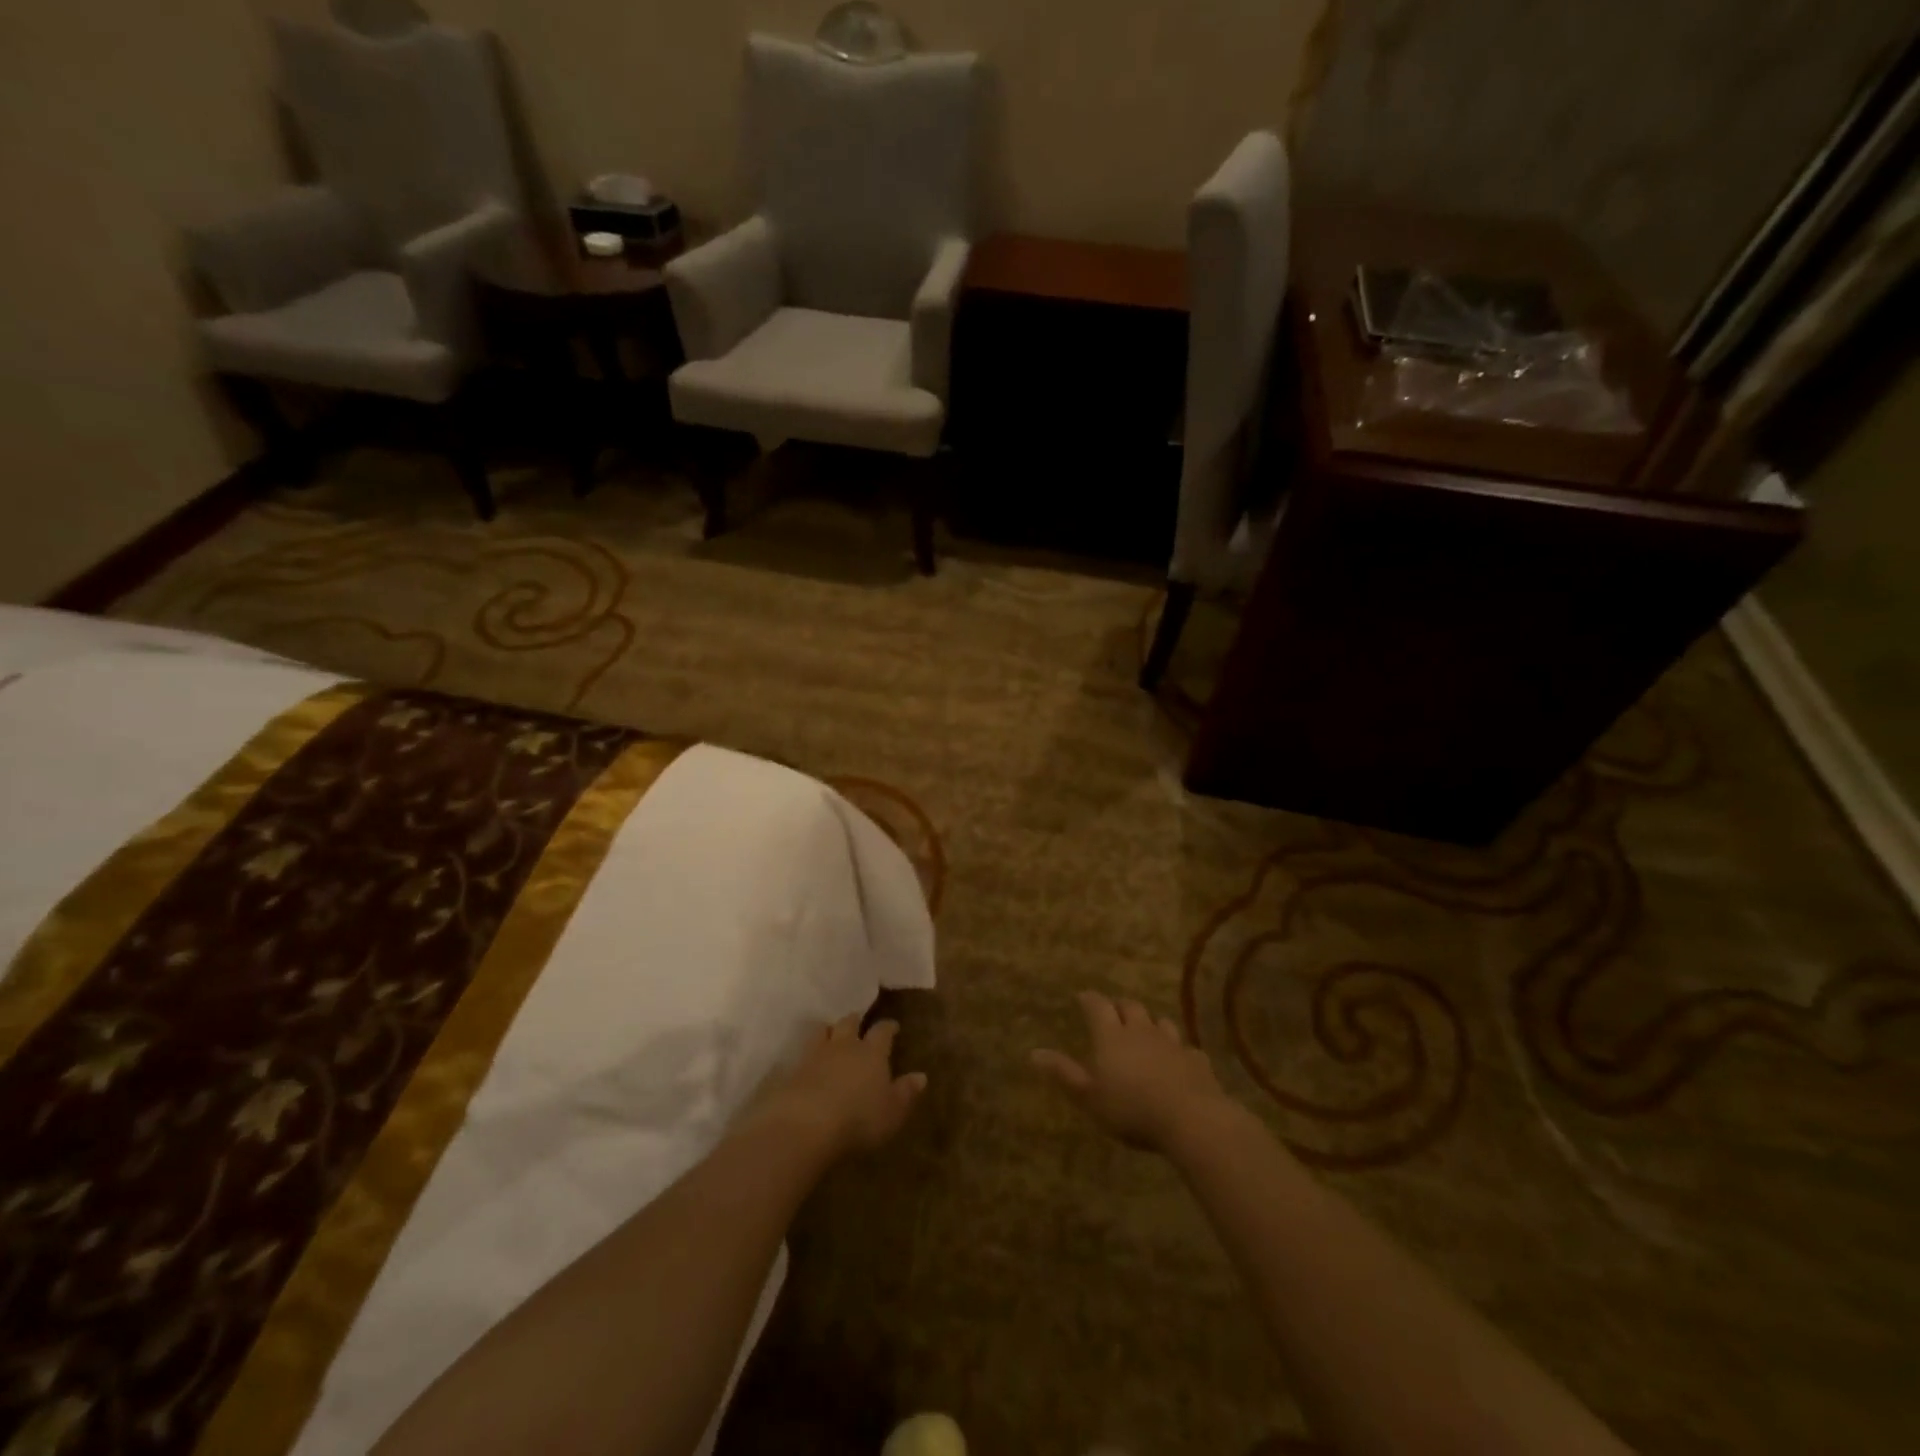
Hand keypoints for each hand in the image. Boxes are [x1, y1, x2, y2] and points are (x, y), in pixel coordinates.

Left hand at [754, 1015, 926, 1159]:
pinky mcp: (793, 1070)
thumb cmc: (859, 1118)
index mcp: (872, 1052)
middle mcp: (844, 1046)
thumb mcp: (892, 1111)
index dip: (888, 1027)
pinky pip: (802, 1054)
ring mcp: (815, 1055)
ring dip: (828, 1030)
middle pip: (849, 1023)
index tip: (893, 1026)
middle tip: (858, 1022)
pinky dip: (807, 1055)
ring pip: (822, 1031)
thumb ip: (906, 1093)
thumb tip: (921, 1076)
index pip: (882, 1031)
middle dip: (855, 1021)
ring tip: (830, 1033)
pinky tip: (807, 1062)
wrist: (806, 1124)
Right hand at [1031, 991, 1232, 1152]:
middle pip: (1130, 1007)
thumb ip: (1063, 1073)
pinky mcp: (1196, 1061)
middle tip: (1112, 1011)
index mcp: (1112, 1036)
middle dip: (1119, 1006)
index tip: (1082, 997)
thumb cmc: (1131, 1108)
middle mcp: (1141, 1031)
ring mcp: (1172, 1043)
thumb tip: (1033, 1052)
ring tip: (1145, 1031)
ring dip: (1150, 1023)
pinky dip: (1178, 1050)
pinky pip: (1186, 1048)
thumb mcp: (1089, 1097)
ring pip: (1160, 1022)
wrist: (1191, 1119)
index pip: (1098, 1006)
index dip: (1089, 999)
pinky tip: (1178, 1060)